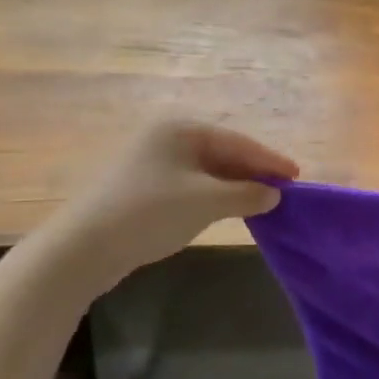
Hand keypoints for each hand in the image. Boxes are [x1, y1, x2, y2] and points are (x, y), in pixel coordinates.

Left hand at [43, 118, 298, 291]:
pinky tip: (227, 210)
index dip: (270, 160)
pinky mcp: (142, 188)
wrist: (82, 248)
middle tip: (282, 190)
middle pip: (223, 153)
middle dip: (253, 172)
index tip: (297, 176)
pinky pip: (191, 185)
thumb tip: (274, 194)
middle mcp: (166, 138)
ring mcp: (151, 163)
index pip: (239, 142)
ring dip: (235, 186)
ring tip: (261, 201)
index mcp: (181, 130)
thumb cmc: (150, 212)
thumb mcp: (207, 201)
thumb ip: (248, 194)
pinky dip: (214, 196)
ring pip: (207, 171)